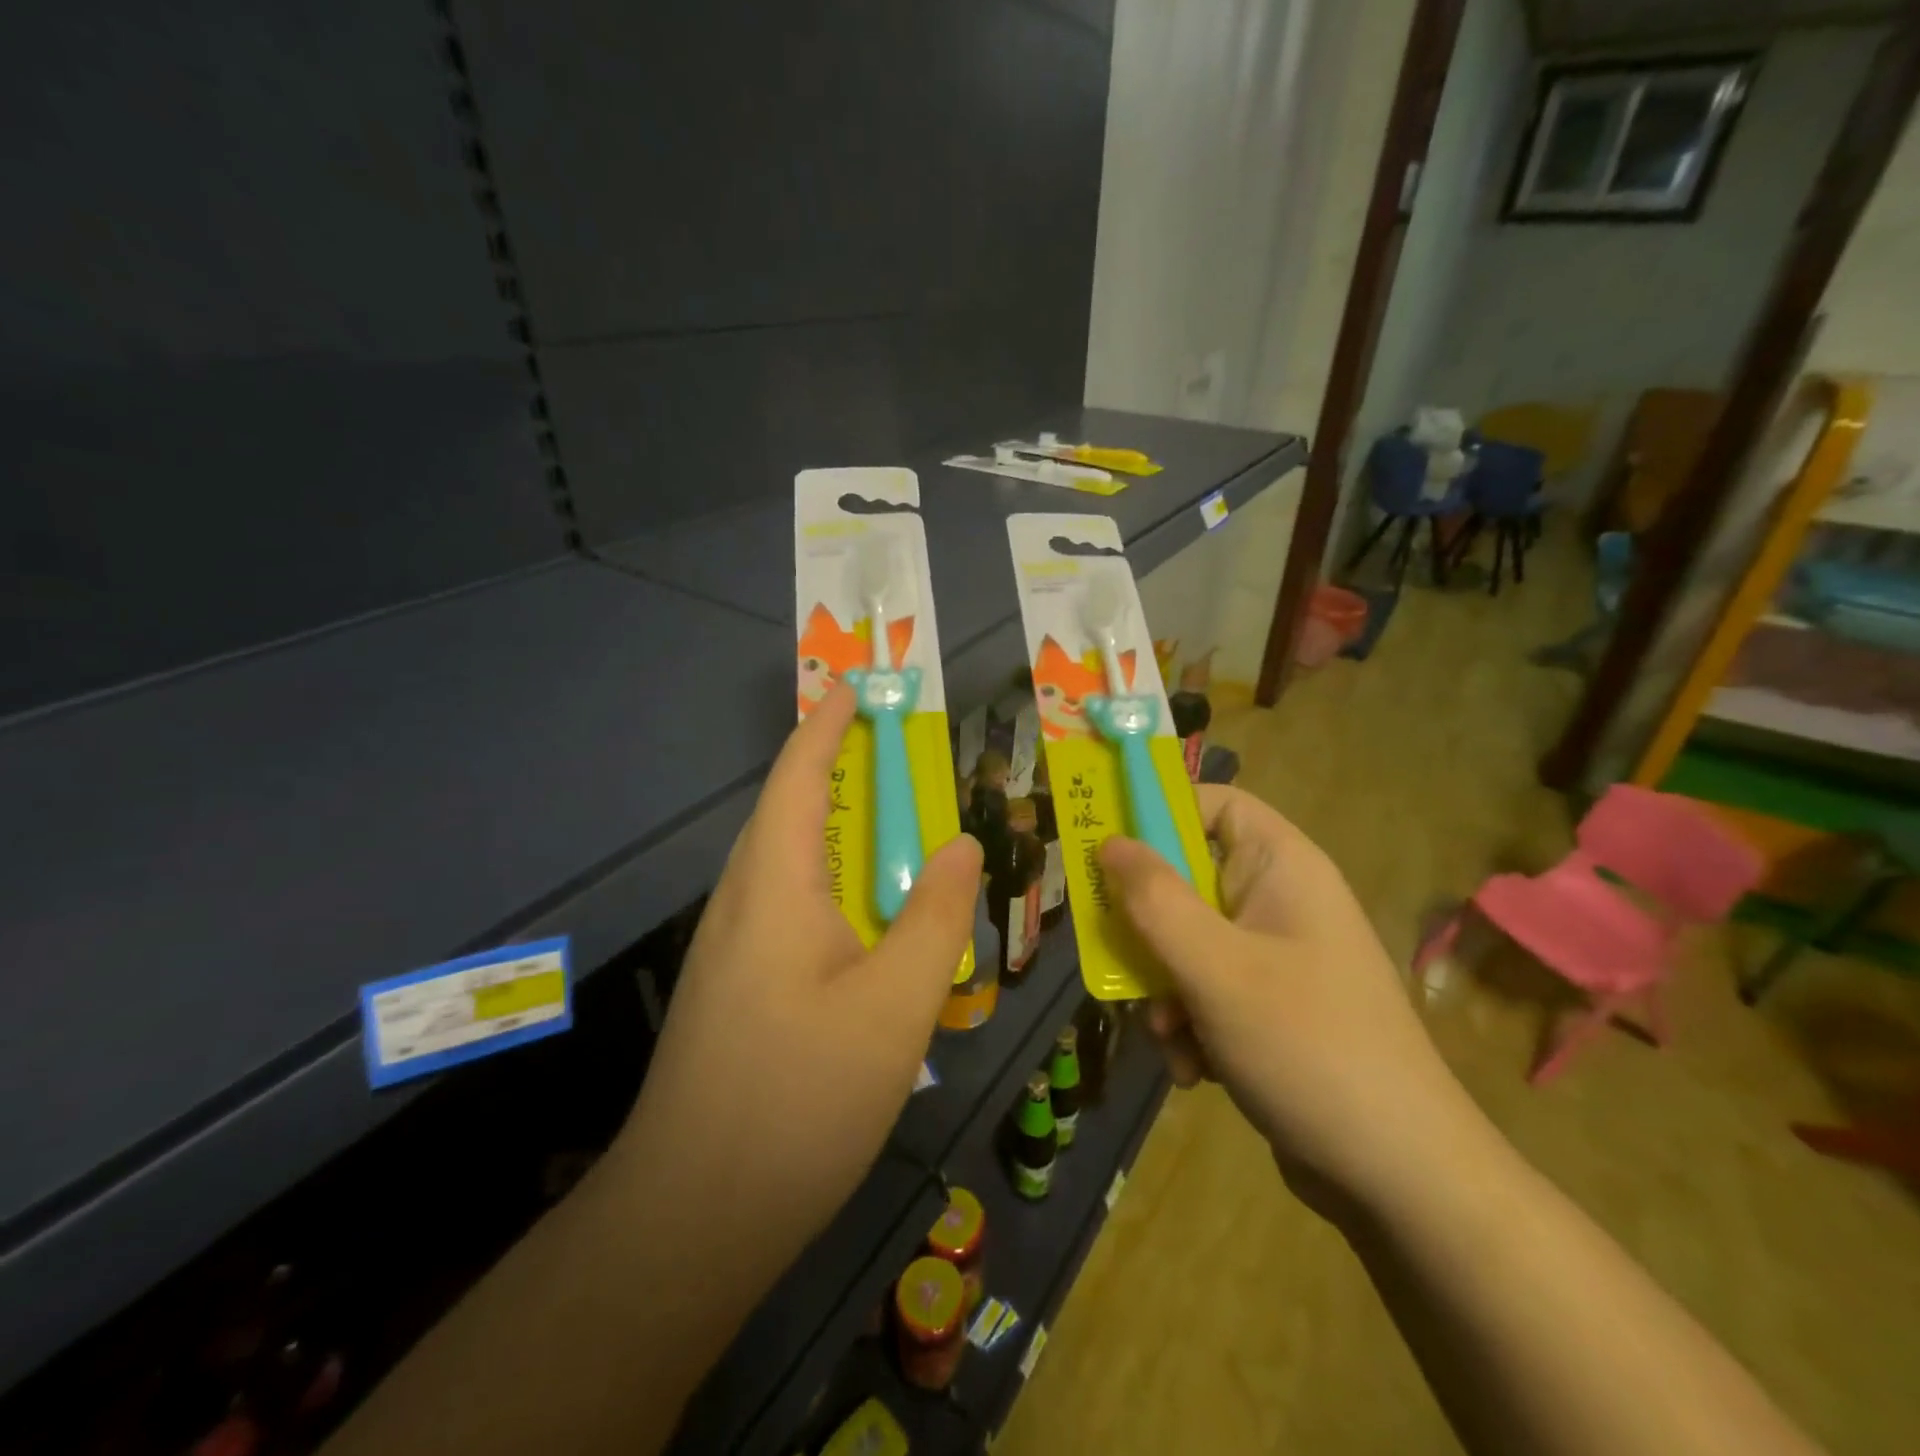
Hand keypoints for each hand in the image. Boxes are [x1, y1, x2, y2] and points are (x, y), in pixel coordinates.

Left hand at [612, 684, 981, 1282]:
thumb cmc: (801, 1097)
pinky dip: (827, 879)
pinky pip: (784, 903)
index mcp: (774, 884)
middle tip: (892, 752)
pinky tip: (862, 914)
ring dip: (831, 826)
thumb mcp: (895, 1003)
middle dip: (833, 767)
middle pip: (787, 810)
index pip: (798, 776)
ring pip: (784, 860)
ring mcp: (729, 946)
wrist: (694, 1213)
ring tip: (887, 823)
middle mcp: (741, 900)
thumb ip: (936, 915)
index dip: (826, 725)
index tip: (853, 687)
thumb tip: (959, 843)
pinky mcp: (732, 984)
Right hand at [1099, 786, 1479, 1215]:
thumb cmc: (1307, 1046)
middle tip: (1113, 953)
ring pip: (1188, 942)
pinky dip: (1190, 1024)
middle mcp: (1280, 901)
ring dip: (1164, 987)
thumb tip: (1109, 841)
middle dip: (1148, 927)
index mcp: (1282, 867)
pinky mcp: (1272, 1008)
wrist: (1402, 1179)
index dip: (1158, 814)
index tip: (1104, 847)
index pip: (1213, 804)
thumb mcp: (1215, 967)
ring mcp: (1277, 958)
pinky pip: (1207, 991)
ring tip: (1169, 1034)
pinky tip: (1195, 1070)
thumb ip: (1154, 900)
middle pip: (1188, 879)